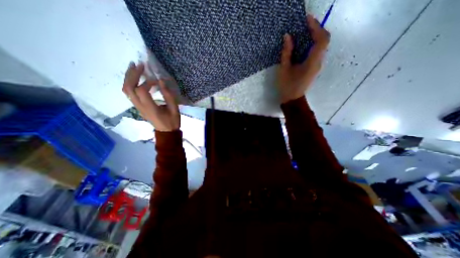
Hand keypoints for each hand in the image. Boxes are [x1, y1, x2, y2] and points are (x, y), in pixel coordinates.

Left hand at [122, 62, 179, 131]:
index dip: (148, 82)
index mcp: (150, 108)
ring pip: (126, 90)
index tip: (158, 80)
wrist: (166, 132)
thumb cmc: (172, 121)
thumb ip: (168, 95)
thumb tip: (161, 81)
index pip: (142, 90)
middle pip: (128, 88)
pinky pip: (129, 93)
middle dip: (132, 74)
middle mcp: (140, 107)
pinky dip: (130, 83)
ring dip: (128, 77)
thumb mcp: (174, 109)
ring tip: (134, 67)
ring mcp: (137, 107)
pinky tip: (136, 78)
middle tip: (139, 65)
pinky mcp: (137, 106)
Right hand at [277, 14, 330, 102]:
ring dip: (314, 36)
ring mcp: (318, 65)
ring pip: (321, 46)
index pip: (321, 39)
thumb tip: (287, 36)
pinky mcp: (314, 67)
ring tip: (303, 31)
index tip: (307, 20)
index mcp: (312, 62)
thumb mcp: (284, 69)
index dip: (316, 27)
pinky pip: (317, 52)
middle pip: (324, 40)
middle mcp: (319, 62)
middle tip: (304, 24)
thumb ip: (286, 53)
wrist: (292, 99)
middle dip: (316, 29)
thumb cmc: (287, 86)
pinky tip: (303, 44)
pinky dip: (312, 44)